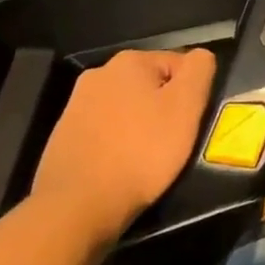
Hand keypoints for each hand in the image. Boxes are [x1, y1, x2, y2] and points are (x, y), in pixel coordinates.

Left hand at [32, 49, 217, 242]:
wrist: (76, 207)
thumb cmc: (141, 152)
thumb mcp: (186, 107)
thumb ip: (199, 70)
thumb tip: (200, 57)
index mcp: (130, 61)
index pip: (179, 65)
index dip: (191, 94)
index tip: (188, 124)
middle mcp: (99, 73)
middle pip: (150, 85)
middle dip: (163, 107)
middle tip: (170, 141)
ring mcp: (76, 105)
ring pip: (127, 108)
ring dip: (140, 124)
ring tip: (145, 158)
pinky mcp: (63, 135)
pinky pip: (104, 130)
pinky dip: (116, 142)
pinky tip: (119, 166)